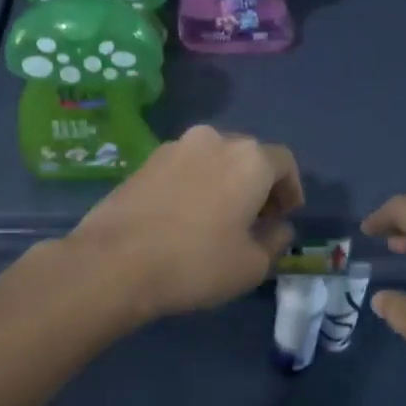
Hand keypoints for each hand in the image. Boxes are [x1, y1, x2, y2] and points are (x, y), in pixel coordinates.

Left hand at [69, 126, 304, 320]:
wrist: (114, 262)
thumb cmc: (196, 263)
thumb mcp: (251, 265)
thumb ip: (275, 241)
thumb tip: (278, 228)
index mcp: (249, 158)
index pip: (284, 162)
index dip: (291, 189)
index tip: (286, 215)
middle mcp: (214, 140)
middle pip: (248, 156)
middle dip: (257, 184)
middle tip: (256, 219)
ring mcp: (174, 147)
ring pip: (213, 159)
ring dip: (224, 182)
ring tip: (219, 218)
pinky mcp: (144, 161)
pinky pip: (184, 168)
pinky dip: (195, 185)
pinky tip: (186, 217)